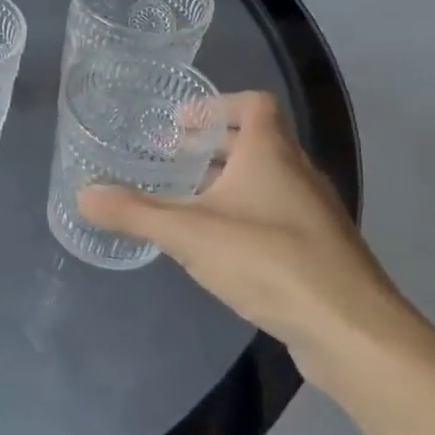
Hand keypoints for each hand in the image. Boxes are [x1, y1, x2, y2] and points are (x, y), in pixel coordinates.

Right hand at [77, 91, 432, 397]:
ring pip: (266, 181)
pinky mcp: (319, 250)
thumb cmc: (268, 260)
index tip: (178, 124)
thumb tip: (82, 194)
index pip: (253, 104)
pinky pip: (276, 215)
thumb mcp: (187, 233)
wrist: (351, 330)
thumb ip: (134, 212)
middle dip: (212, 146)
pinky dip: (245, 215)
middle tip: (171, 159)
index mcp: (271, 153)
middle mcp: (298, 174)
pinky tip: (218, 246)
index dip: (215, 105)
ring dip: (228, 182)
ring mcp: (313, 214)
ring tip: (186, 201)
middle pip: (257, 141)